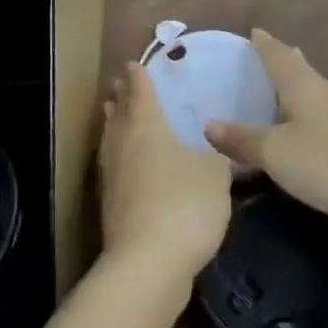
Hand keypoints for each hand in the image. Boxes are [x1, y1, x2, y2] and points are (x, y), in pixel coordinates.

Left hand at [100, 62, 231, 279]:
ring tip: (114, 113)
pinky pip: (113, 165)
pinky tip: (127, 163)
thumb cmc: (185, 204)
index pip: (141, 92)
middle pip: (119, 113)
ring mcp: (113, 176)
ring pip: (111, 139)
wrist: (148, 264)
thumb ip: (217, 154)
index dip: (139, 76)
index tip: (135, 64)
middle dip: (121, 97)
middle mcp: (124, 144)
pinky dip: (117, 154)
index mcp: (147, 126)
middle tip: (121, 84)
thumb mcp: (215, 174)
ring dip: (113, 123)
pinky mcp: (110, 205)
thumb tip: (216, 145)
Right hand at [205, 29, 327, 232]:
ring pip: (315, 89)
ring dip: (297, 84)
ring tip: (281, 85)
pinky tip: (307, 124)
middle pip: (301, 68)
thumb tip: (209, 124)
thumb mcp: (277, 154)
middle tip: (265, 52)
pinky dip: (309, 109)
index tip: (254, 32)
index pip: (279, 55)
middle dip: (282, 59)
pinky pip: (325, 111)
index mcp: (304, 86)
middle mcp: (326, 91)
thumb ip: (243, 139)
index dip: (264, 44)